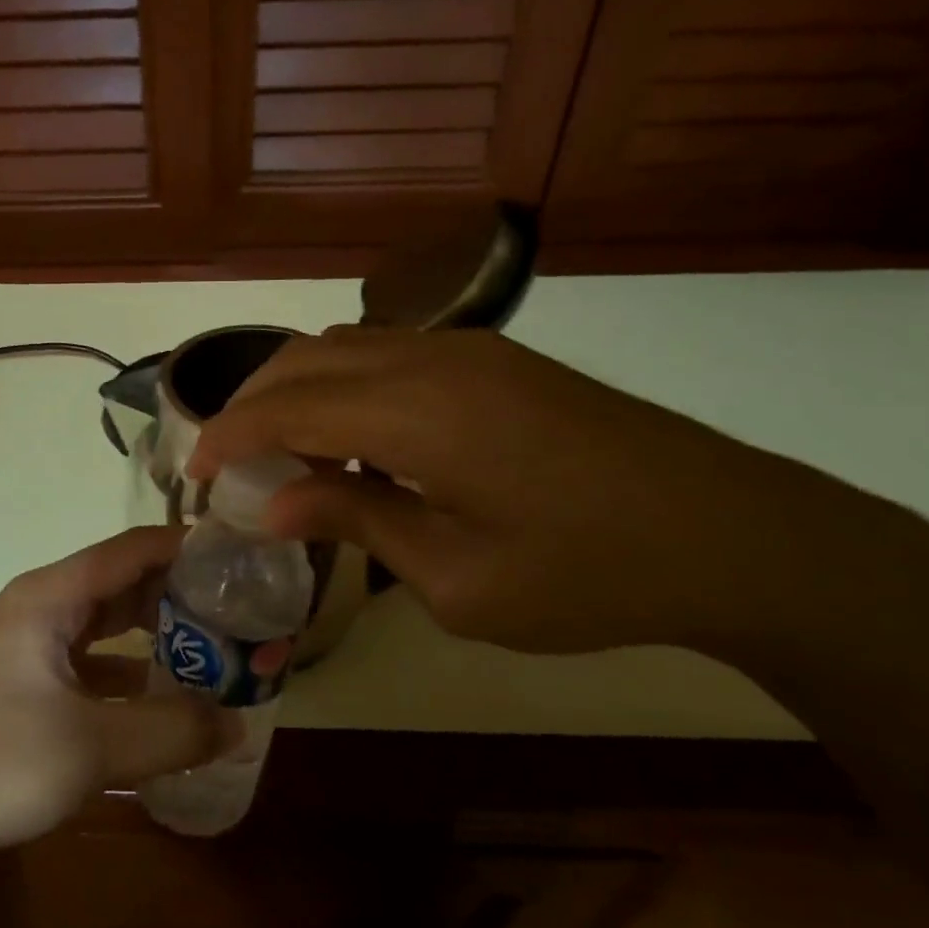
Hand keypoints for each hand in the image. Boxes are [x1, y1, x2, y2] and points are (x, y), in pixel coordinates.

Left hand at [0, 527, 238, 864]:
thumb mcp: (93, 747)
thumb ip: (173, 731)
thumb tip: (239, 723)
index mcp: (50, 596)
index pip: (132, 549)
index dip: (186, 547)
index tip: (239, 558)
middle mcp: (40, 605)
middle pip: (121, 580)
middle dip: (178, 591)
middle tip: (238, 608)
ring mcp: (29, 642)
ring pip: (105, 619)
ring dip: (154, 627)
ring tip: (212, 643)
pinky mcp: (25, 678)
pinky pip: (90, 655)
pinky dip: (127, 664)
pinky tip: (160, 690)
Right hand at [188, 325, 867, 656]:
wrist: (734, 534)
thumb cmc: (590, 576)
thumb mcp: (458, 579)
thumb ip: (357, 522)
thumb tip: (272, 504)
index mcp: (419, 414)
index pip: (287, 407)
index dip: (229, 436)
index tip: (194, 473)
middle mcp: (432, 360)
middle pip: (304, 360)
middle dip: (250, 405)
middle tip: (229, 464)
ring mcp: (467, 350)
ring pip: (343, 348)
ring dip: (296, 392)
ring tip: (281, 454)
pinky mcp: (493, 359)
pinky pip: (386, 356)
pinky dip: (342, 389)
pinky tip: (352, 442)